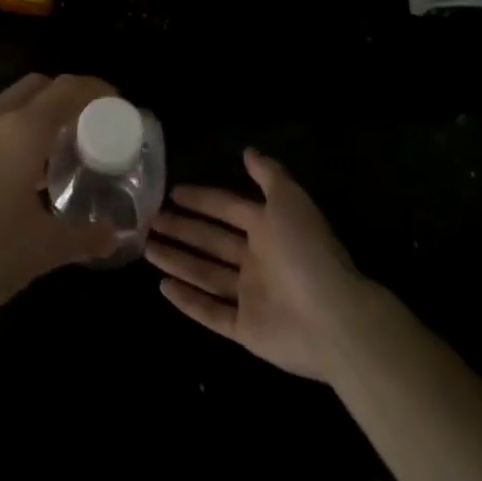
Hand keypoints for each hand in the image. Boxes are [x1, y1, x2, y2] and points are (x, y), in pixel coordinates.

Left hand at [0, 74, 119, 337]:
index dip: (97, 89)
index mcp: (21, 130)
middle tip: (91, 126)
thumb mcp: (42, 251)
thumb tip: (115, 235)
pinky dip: (16, 130)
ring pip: (11, 103)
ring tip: (61, 151)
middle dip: (68, 96)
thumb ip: (84, 237)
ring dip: (39, 113)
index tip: (119, 104)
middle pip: (38, 86)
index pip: (67, 89)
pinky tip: (23, 174)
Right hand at [146, 149, 366, 380]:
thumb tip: (247, 150)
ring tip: (146, 248)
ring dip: (177, 260)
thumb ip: (268, 174)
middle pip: (211, 241)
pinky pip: (212, 313)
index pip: (227, 208)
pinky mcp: (247, 330)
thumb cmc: (306, 251)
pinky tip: (162, 287)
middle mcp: (257, 260)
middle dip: (181, 229)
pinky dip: (188, 301)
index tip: (172, 192)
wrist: (334, 319)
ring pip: (205, 274)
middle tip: (149, 220)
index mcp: (268, 229)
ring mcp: (251, 296)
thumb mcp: (289, 200)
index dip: (201, 200)